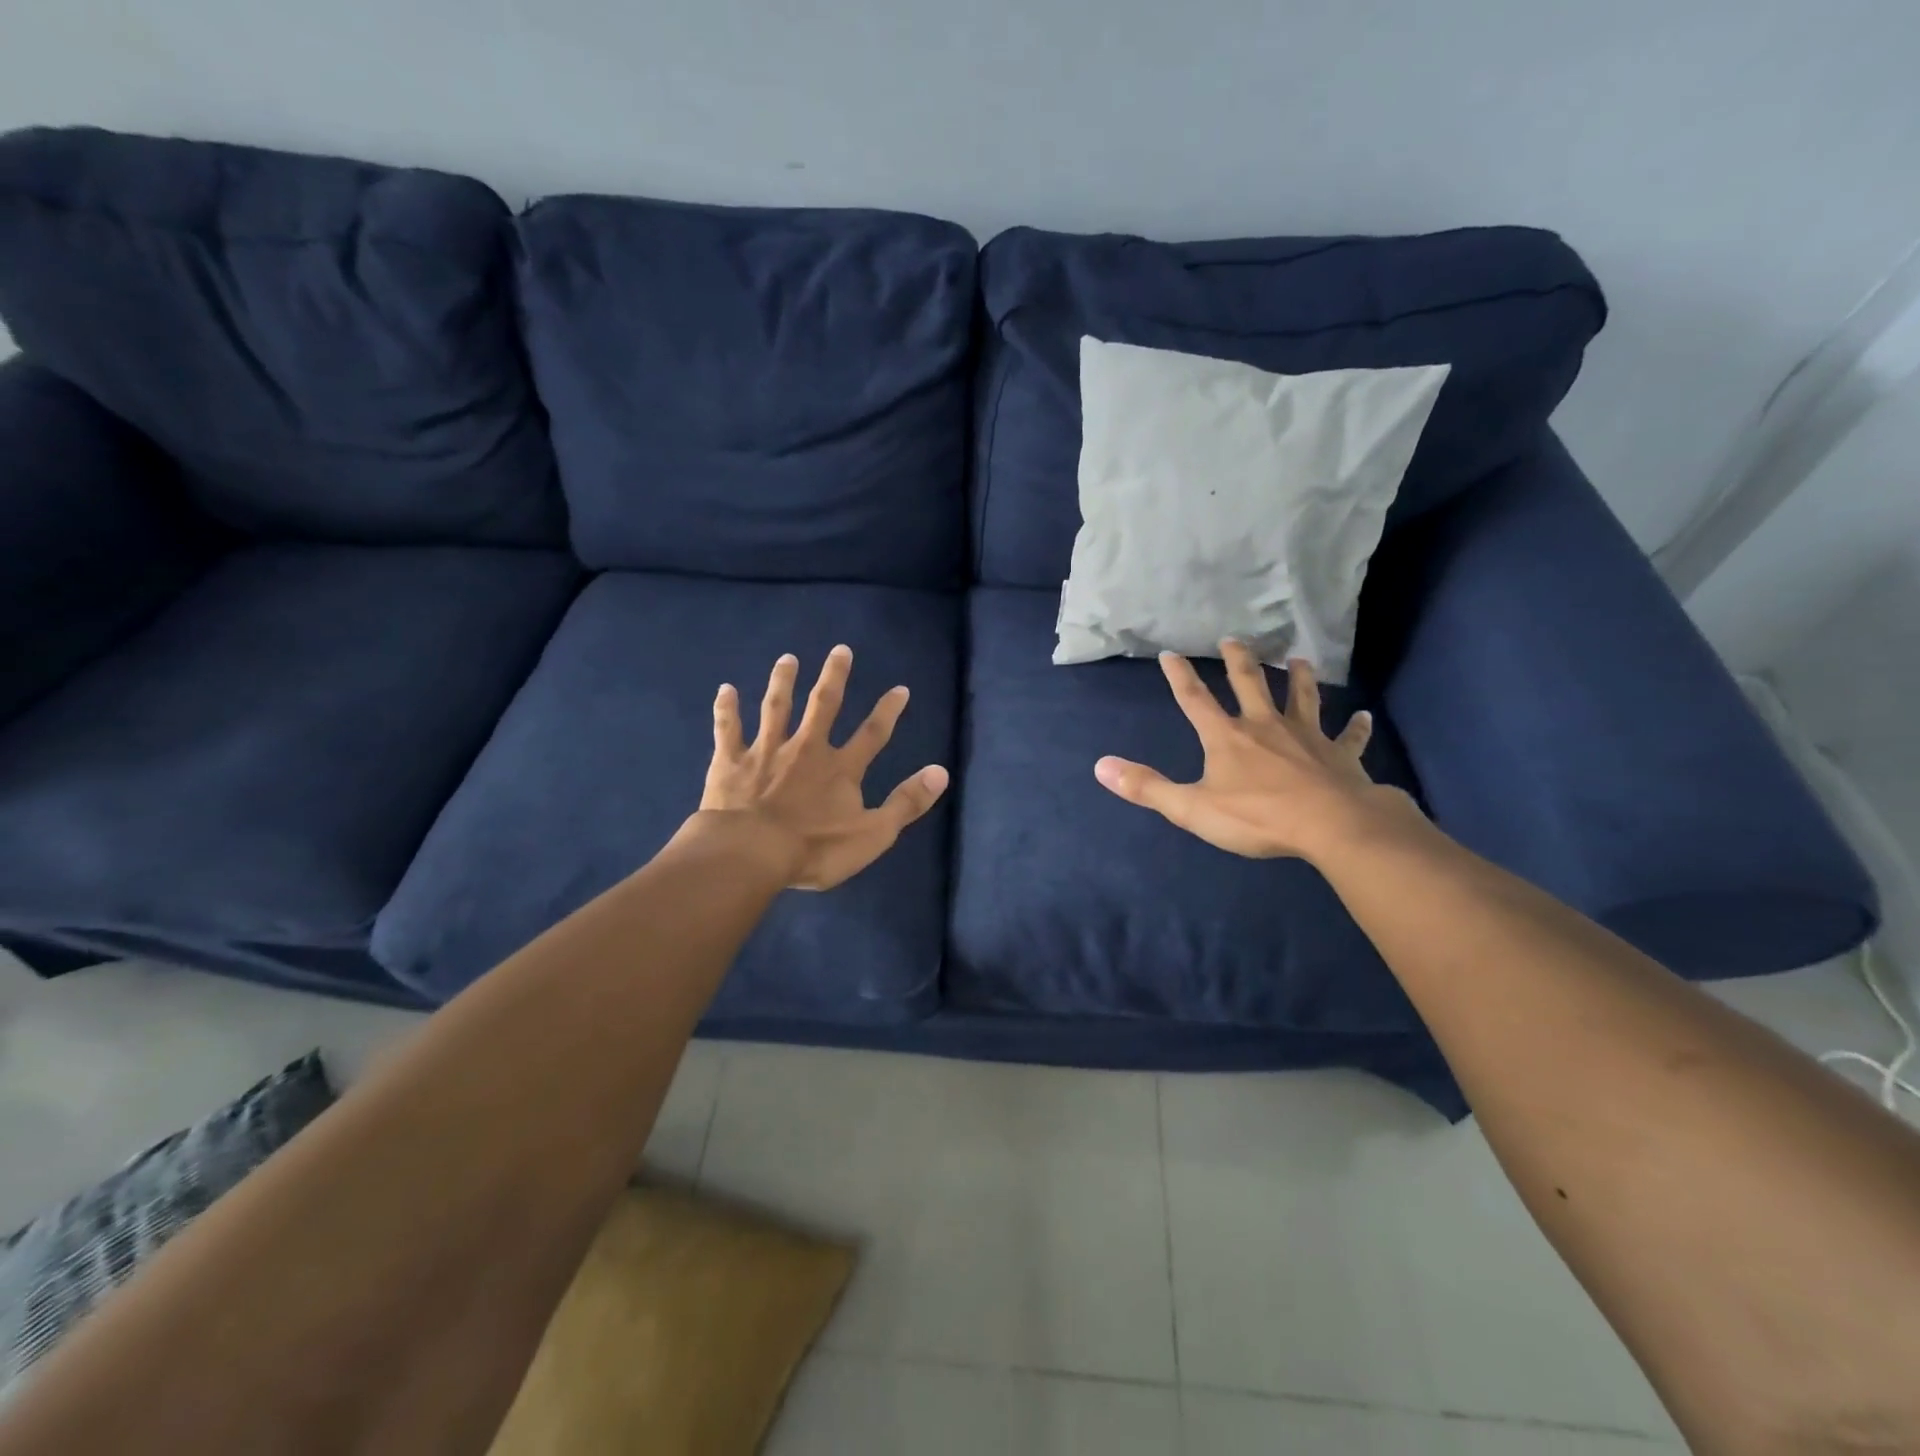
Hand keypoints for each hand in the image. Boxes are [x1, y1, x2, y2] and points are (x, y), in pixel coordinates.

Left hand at [699, 645, 949, 890]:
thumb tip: (941, 772)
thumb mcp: (873, 833)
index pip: (872, 734)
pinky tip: (725, 689)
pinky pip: (729, 730)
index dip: (888, 711)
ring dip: (783, 682)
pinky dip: (727, 709)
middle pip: (823, 706)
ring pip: (776, 708)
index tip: (899, 689)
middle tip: (840, 650)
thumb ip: (906, 803)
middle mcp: (806, 749)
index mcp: (840, 769)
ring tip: (788, 659)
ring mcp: (766, 752)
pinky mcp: (731, 762)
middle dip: (834, 678)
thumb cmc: (814, 849)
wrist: (750, 854)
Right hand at [1094, 642, 1411, 859]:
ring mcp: (1307, 737)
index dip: (1180, 676)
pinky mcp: (1340, 756)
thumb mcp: (1191, 807)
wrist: (1331, 826)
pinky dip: (1356, 727)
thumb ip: (1146, 787)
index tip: (1170, 653)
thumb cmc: (1257, 817)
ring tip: (1298, 659)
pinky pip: (1349, 738)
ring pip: (1302, 699)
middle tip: (1234, 639)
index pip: (1195, 700)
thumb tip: (1100, 766)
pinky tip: (1364, 716)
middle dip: (1239, 660)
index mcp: (1227, 737)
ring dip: (1299, 678)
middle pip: (1251, 684)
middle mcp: (1266, 726)